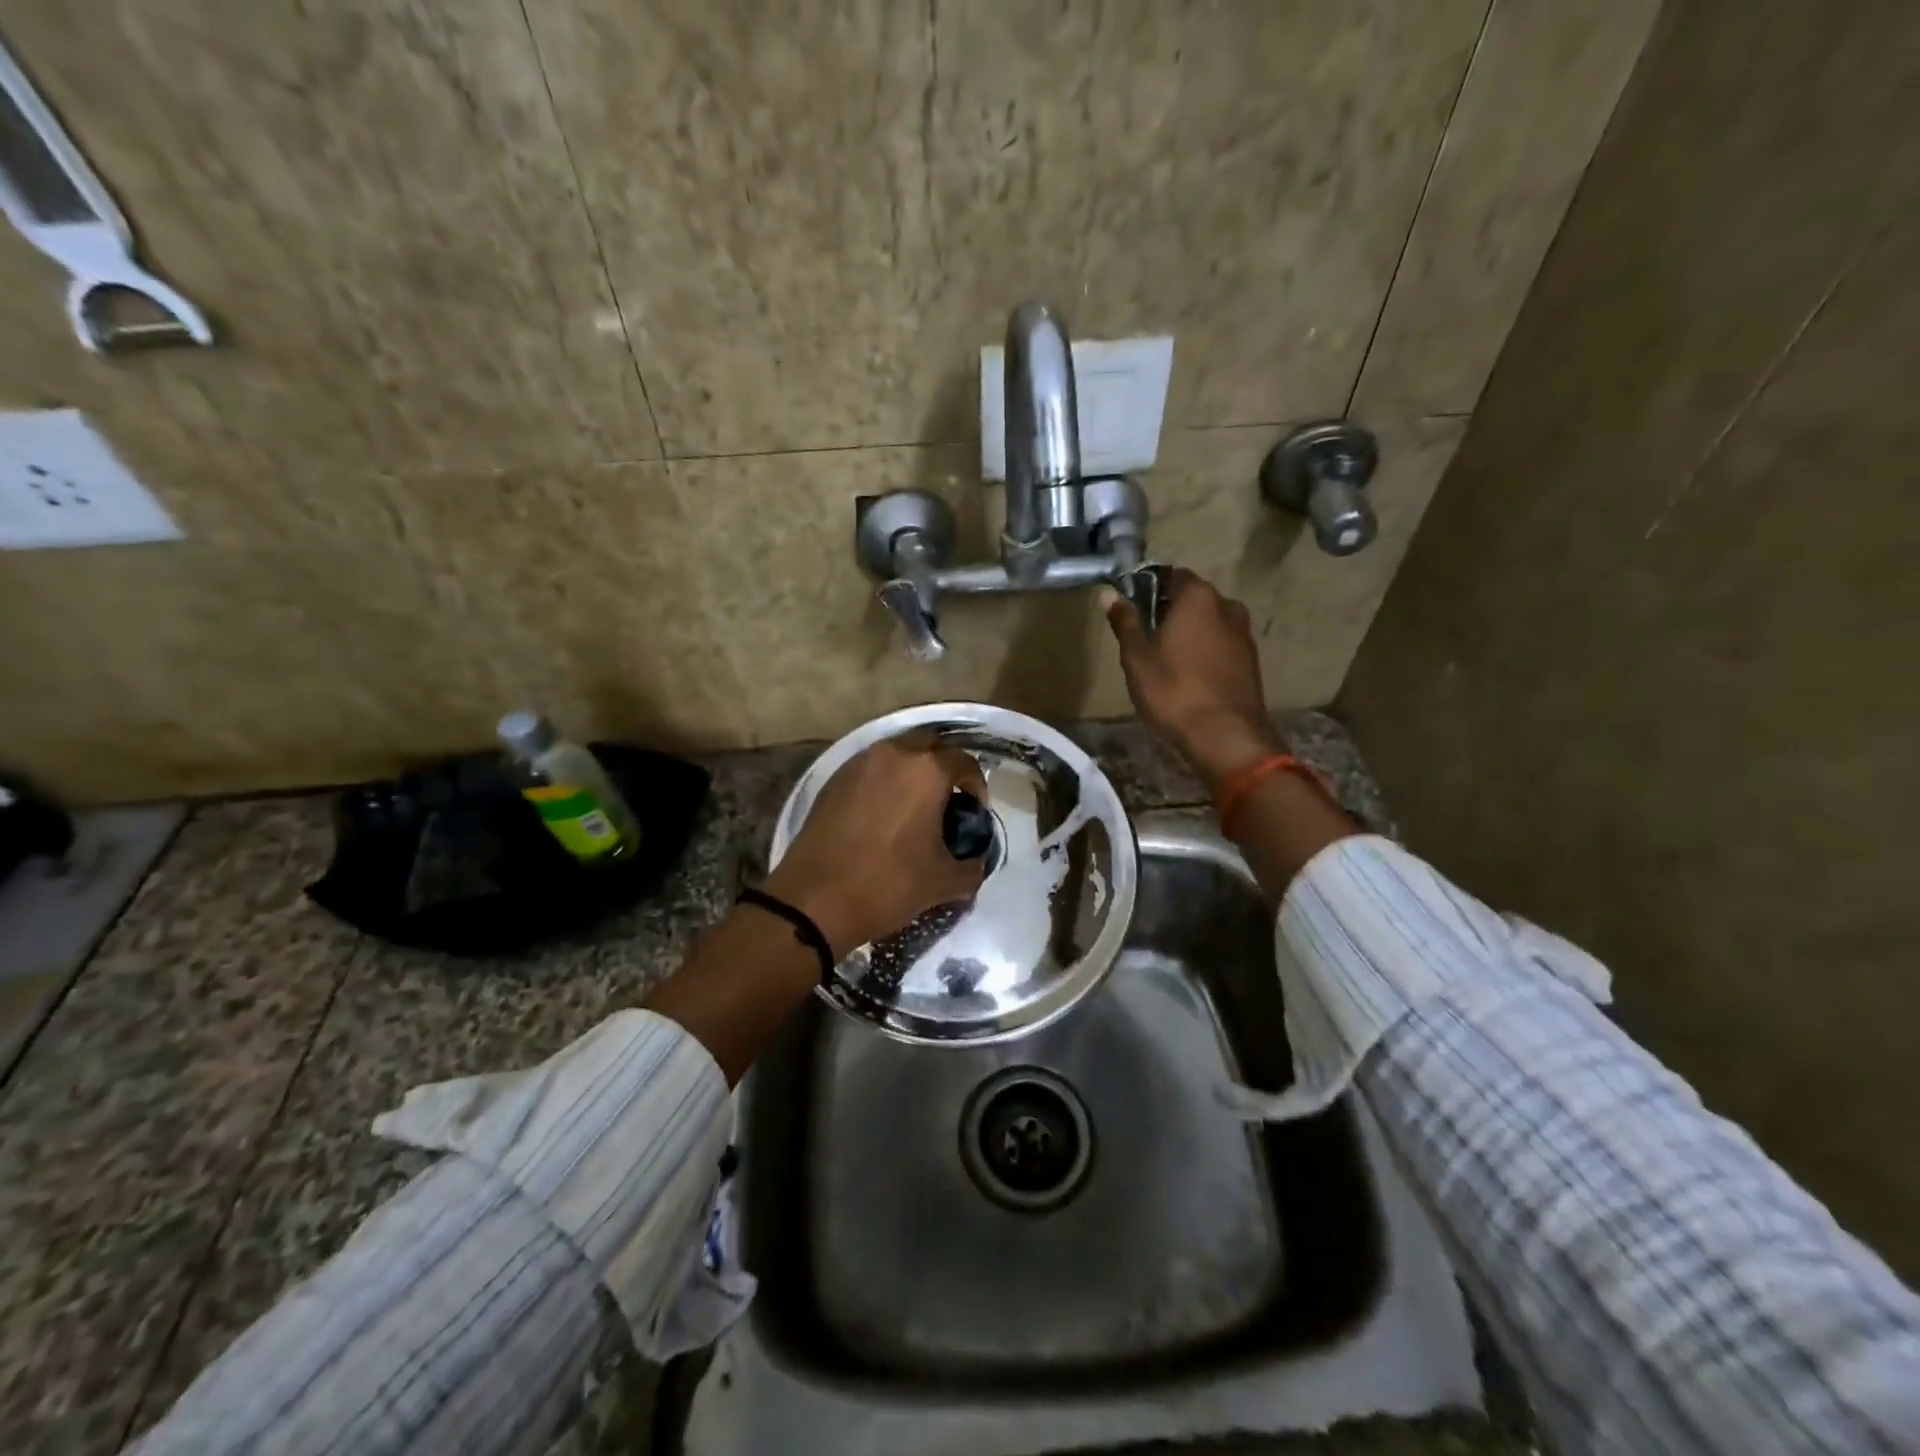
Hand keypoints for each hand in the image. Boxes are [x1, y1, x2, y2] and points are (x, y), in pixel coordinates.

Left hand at [763, 731, 987, 958]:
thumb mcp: (943, 883)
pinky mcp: (834, 778)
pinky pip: (870, 768)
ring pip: (897, 752)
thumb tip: (975, 862)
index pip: (965, 762)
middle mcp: (893, 754)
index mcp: (926, 771)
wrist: (814, 900)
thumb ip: (972, 868)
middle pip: (930, 744)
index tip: (974, 812)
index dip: (977, 786)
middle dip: (944, 766)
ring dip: (912, 770)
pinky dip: (884, 780)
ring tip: (915, 806)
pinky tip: (883, 813)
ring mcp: (859, 763)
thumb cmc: (887, 885)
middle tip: (947, 800)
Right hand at [1103, 568, 1282, 791]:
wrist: (1225, 735)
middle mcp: (1227, 605)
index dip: (1149, 589)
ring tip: (1167, 661)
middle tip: (1146, 639)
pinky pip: (1222, 645)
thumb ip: (1125, 621)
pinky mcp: (1251, 660)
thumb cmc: (1172, 690)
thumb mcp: (1137, 657)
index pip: (1170, 576)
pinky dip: (1206, 652)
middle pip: (1192, 599)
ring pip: (1209, 623)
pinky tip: (1190, 676)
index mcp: (1197, 596)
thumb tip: (1110, 593)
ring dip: (1190, 633)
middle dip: (1170, 612)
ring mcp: (1243, 633)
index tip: (1133, 612)